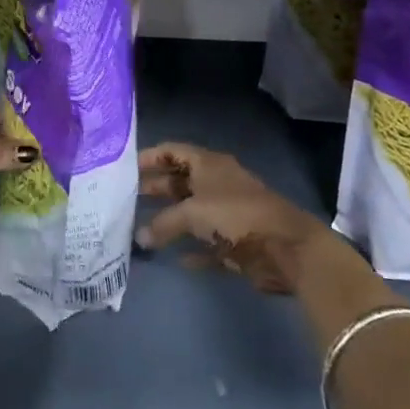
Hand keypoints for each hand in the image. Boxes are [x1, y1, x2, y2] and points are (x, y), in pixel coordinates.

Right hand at [135, 142, 344, 293]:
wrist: (285, 246)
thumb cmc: (235, 215)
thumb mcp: (193, 213)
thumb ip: (163, 223)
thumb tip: (139, 237)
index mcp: (208, 164)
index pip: (173, 151)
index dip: (150, 157)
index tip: (124, 168)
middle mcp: (216, 182)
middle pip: (180, 180)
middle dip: (155, 188)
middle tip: (126, 198)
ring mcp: (227, 212)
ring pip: (192, 212)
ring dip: (170, 219)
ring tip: (140, 227)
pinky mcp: (236, 241)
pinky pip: (207, 243)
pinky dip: (191, 248)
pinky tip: (173, 257)